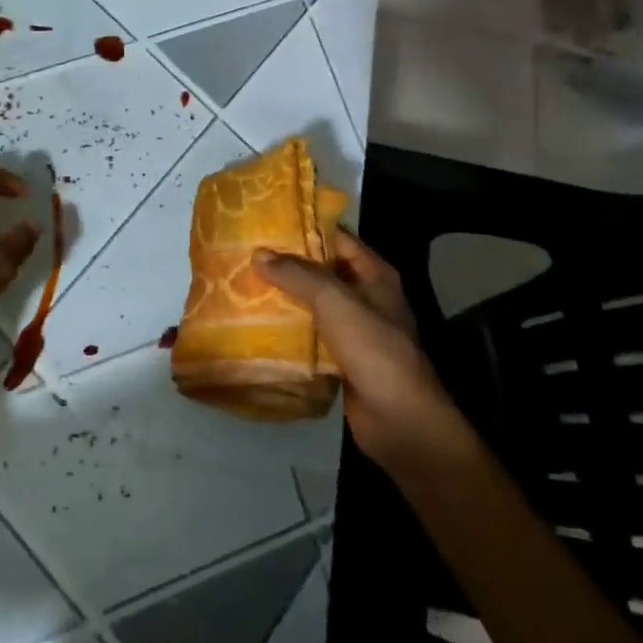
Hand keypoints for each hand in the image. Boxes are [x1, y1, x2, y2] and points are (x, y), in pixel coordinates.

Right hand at [256, 229, 456, 472]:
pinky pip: (309, 335)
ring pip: (313, 305)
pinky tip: (255, 324)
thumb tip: (259, 254)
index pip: (338, 239)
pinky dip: (287, 329)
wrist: (399, 420)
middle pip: (322, 271)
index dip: (307, 228)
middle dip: (288, 264)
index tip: (268, 222)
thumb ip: (298, 275)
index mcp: (374, 276)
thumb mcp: (335, 302)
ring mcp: (354, 330)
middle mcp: (366, 298)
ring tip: (243, 283)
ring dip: (284, 297)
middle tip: (246, 252)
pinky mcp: (340, 359)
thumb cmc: (374, 349)